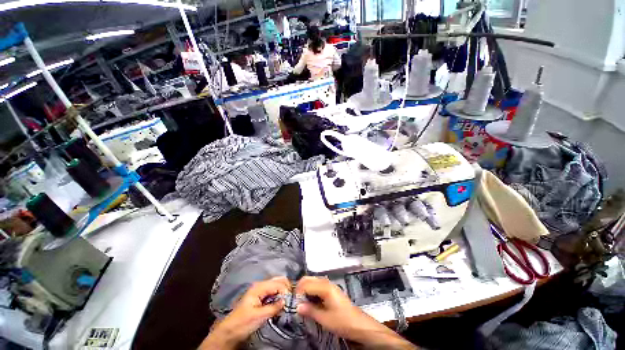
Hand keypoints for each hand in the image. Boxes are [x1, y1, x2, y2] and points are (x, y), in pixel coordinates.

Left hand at [199, 277, 290, 348]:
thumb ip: (273, 307)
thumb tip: (286, 301)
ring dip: (283, 291)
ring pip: (277, 284)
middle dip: (286, 288)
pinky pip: (274, 290)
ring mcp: (261, 289)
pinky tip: (281, 302)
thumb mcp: (259, 316)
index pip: (278, 283)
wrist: (230, 331)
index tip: (289, 302)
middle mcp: (261, 285)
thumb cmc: (243, 323)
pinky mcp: (261, 296)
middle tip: (290, 300)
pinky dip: (279, 294)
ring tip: (287, 302)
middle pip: (278, 280)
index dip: (285, 291)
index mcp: (259, 287)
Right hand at [295, 276, 416, 348]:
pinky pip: (317, 286)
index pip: (306, 284)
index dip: (297, 292)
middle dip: (300, 288)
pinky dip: (311, 291)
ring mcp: (329, 285)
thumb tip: (297, 306)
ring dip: (305, 289)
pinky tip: (310, 301)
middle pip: (309, 279)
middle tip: (295, 301)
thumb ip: (310, 311)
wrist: (359, 324)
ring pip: (313, 281)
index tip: (292, 302)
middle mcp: (326, 282)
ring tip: (301, 302)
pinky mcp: (331, 290)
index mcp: (325, 287)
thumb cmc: (342, 321)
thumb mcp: (324, 319)